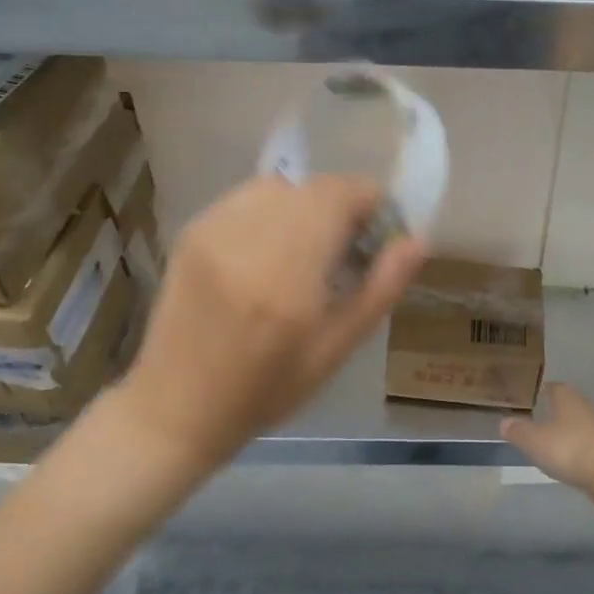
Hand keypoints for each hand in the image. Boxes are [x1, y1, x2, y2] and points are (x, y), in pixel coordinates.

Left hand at [121, 174, 426, 469]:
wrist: (176, 406)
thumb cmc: (266, 389)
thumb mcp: (336, 350)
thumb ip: (381, 288)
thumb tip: (417, 239)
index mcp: (287, 275)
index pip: (339, 196)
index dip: (371, 201)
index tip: (380, 231)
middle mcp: (247, 240)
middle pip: (312, 187)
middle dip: (341, 206)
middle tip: (348, 247)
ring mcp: (214, 230)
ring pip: (280, 186)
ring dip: (307, 205)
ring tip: (309, 247)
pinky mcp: (193, 231)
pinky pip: (247, 197)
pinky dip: (272, 210)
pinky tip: (271, 249)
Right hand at [500, 383, 593, 494]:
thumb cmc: (568, 448)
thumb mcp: (534, 440)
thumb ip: (518, 431)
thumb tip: (504, 422)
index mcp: (567, 400)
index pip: (556, 387)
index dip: (545, 389)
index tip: (536, 393)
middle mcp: (585, 410)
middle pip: (570, 405)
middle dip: (558, 410)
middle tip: (542, 416)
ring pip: (580, 426)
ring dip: (569, 431)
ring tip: (554, 440)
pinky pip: (589, 446)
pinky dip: (579, 450)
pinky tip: (571, 460)